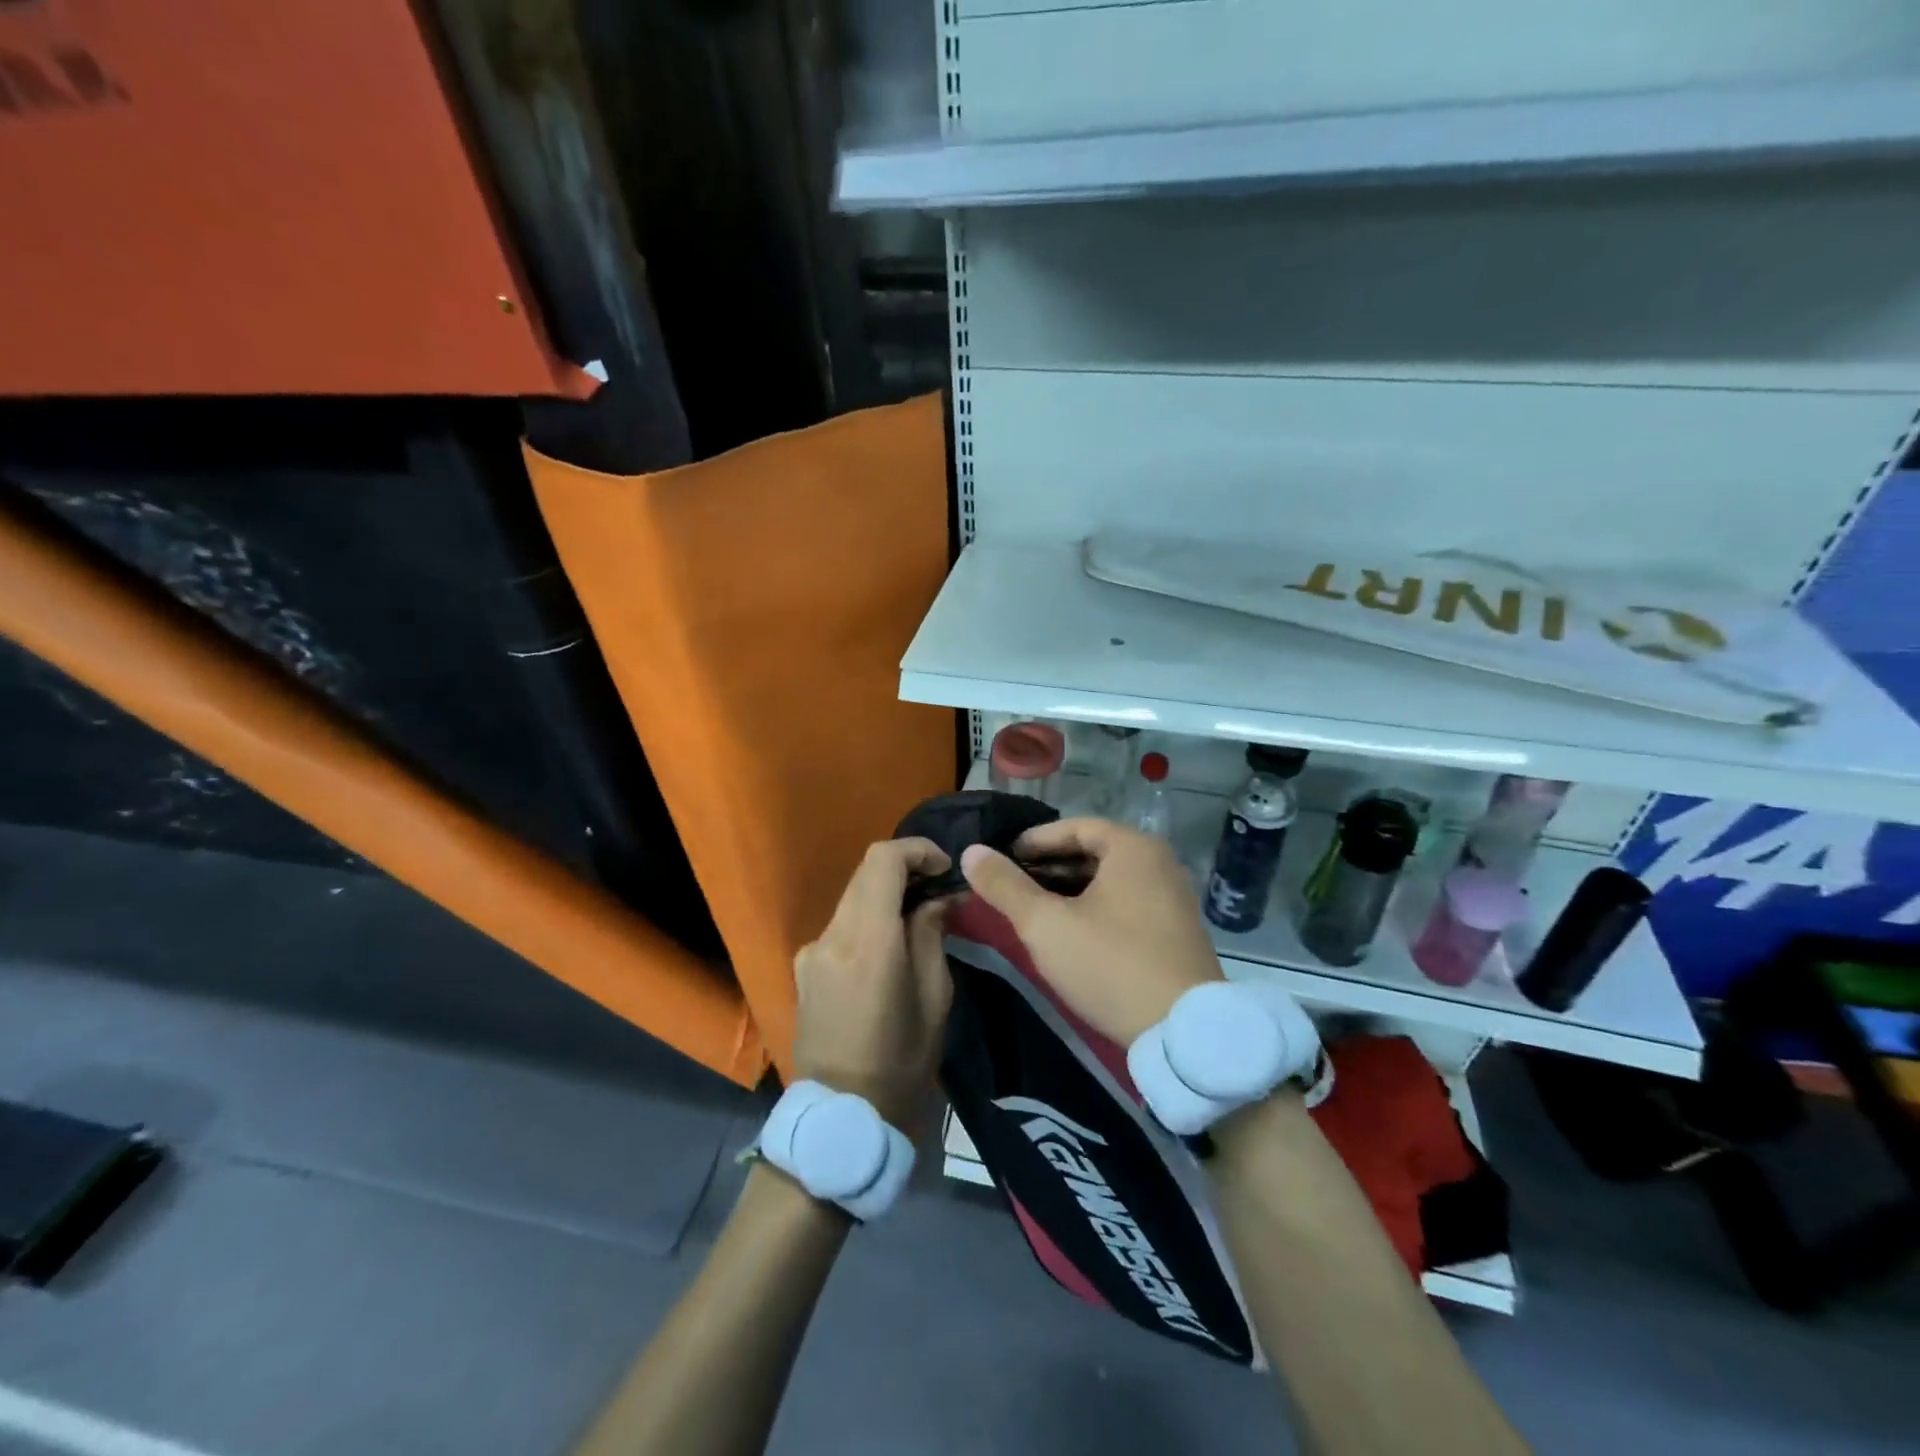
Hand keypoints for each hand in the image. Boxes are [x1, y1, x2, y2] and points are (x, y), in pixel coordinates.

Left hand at [792, 838, 952, 1130]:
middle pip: (865, 873)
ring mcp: (811, 950)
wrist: (841, 1114)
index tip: (944, 867)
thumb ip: (932, 935)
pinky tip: (887, 949)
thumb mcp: (935, 998)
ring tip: (917, 918)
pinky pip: (841, 925)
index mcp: (868, 942)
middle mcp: (832, 935)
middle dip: (904, 869)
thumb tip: (936, 897)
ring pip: (852, 897)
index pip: (882, 861)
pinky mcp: (803, 966)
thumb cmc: (901, 1061)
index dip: (917, 850)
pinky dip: (868, 919)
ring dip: (885, 894)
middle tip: (937, 888)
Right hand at [961, 819, 1223, 1046]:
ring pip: (1110, 880)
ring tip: (1034, 909)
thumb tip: (971, 852)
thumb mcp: (1046, 925)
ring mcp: (1173, 897)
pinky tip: (1072, 932)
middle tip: (1012, 885)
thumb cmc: (1110, 964)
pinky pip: (1127, 902)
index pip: (1074, 826)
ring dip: (1070, 889)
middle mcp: (1160, 862)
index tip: (1001, 858)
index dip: (1033, 840)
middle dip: (1049, 866)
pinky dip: (1095, 907)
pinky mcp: (1177, 930)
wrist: (1184, 1033)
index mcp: (1133, 847)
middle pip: (1093, 851)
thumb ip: (1005, 886)